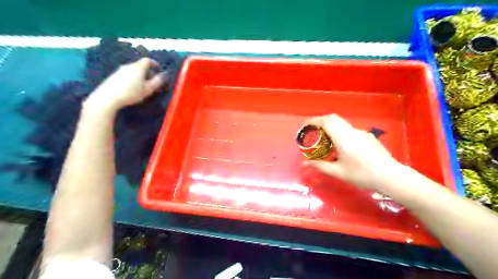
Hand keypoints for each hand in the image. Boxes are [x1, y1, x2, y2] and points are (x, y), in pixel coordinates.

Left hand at [82, 58, 165, 111]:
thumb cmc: (131, 93)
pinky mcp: (114, 75)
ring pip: (133, 70)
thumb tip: (165, 75)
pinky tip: (132, 88)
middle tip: (152, 82)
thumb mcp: (148, 89)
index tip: (159, 69)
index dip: (154, 63)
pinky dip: (132, 78)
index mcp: (138, 67)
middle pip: (140, 65)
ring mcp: (120, 70)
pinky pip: (127, 74)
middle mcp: (128, 66)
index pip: (147, 60)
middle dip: (148, 72)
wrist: (108, 97)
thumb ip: (157, 82)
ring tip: (142, 86)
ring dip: (140, 76)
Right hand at [303, 114, 403, 190]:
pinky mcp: (368, 137)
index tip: (305, 126)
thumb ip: (320, 166)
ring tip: (325, 140)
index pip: (326, 121)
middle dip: (320, 121)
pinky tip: (342, 147)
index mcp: (343, 138)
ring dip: (331, 127)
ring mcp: (361, 133)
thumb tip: (304, 163)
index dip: (313, 121)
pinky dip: (340, 132)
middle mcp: (351, 131)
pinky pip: (349, 130)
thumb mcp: (338, 172)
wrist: (391, 177)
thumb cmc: (362, 175)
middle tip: (313, 131)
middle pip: (334, 118)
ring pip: (342, 123)